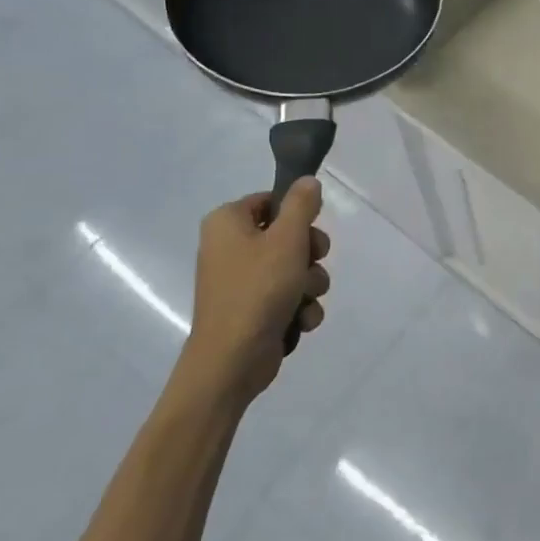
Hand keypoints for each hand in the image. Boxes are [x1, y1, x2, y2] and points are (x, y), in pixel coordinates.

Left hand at [183, 180, 330, 400]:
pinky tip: (300, 319)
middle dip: (310, 254)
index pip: (271, 201)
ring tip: (304, 299)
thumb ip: (301, 205)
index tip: (310, 231)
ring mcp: (241, 280)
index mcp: (227, 222)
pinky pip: (288, 295)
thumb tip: (308, 181)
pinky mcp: (253, 308)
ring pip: (294, 268)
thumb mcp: (287, 239)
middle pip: (287, 235)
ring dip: (310, 283)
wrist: (233, 359)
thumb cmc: (258, 290)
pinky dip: (300, 306)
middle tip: (312, 263)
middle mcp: (229, 247)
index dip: (297, 215)